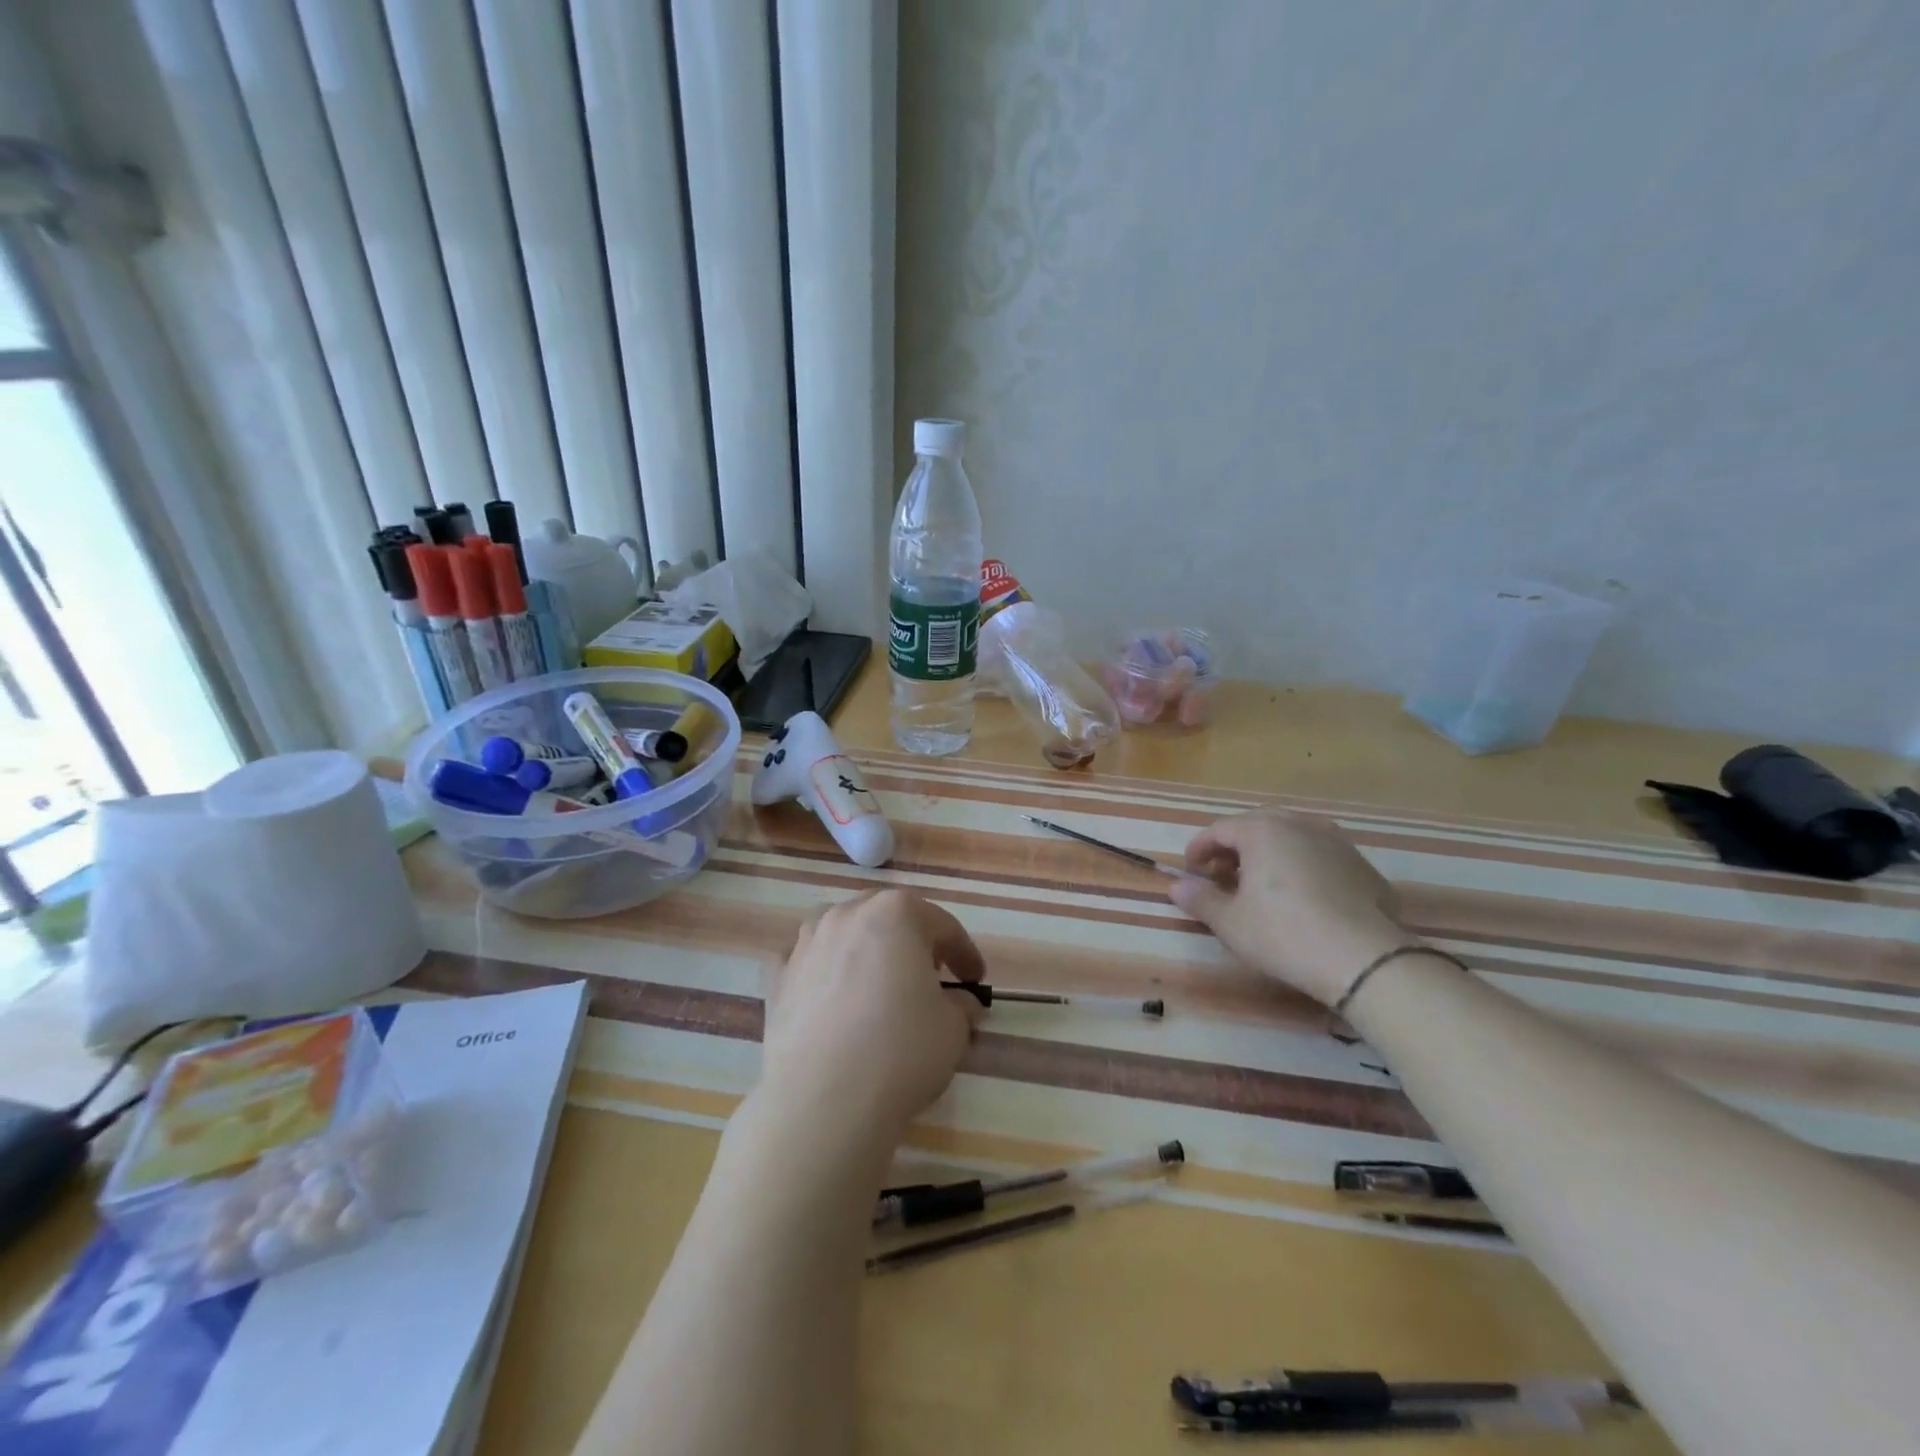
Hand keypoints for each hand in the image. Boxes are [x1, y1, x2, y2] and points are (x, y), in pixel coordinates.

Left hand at [759, 889, 985, 1147]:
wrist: (823, 1099)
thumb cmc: (901, 1049)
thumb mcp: (954, 1028)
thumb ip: (961, 1005)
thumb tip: (959, 1003)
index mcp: (896, 912)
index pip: (942, 926)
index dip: (964, 953)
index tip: (976, 979)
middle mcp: (847, 914)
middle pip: (889, 920)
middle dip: (913, 943)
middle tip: (931, 975)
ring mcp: (806, 942)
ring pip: (846, 935)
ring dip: (866, 953)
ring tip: (880, 986)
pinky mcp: (778, 977)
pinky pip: (811, 965)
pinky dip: (825, 974)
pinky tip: (834, 999)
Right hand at [1170, 810, 1413, 1005]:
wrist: (1364, 959)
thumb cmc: (1283, 934)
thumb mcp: (1230, 922)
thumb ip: (1200, 899)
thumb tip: (1177, 885)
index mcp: (1262, 830)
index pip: (1219, 829)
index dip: (1200, 849)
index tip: (1191, 871)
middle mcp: (1299, 824)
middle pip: (1257, 825)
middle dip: (1235, 847)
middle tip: (1224, 875)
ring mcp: (1336, 842)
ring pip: (1292, 837)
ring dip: (1270, 854)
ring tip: (1262, 884)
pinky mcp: (1362, 865)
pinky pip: (1320, 856)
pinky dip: (1302, 867)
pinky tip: (1303, 898)